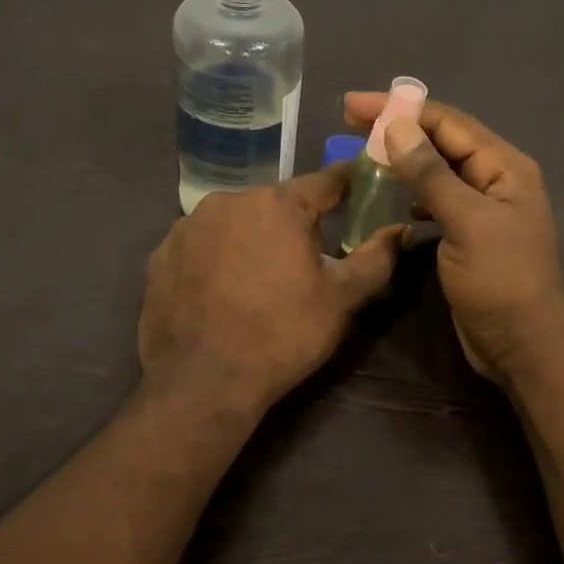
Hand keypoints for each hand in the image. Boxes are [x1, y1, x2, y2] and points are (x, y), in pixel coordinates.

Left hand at [138, 169, 402, 419]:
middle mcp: (230, 200)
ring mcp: (188, 226)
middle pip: (277, 203)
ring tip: (261, 279)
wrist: (201, 383)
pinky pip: (203, 244)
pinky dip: (218, 257)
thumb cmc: (282, 334)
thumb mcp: (342, 299)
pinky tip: (222, 291)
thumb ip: (377, 257)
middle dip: (295, 222)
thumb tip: (401, 229)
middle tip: (308, 258)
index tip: (362, 189)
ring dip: (253, 238)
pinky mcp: (161, 254)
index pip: (326, 180)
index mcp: (278, 204)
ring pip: (237, 221)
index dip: (349, 185)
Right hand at [344, 93, 563, 383]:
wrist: (523, 347)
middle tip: (349, 121)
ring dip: (404, 159)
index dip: (401, 109)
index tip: (353, 107)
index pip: (448, 122)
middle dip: (399, 128)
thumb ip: (431, 174)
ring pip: (438, 168)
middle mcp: (496, 178)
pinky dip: (414, 192)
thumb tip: (397, 126)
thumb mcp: (466, 223)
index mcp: (504, 166)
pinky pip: (438, 198)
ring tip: (364, 154)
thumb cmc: (500, 281)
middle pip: (442, 140)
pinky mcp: (470, 233)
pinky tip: (393, 198)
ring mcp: (484, 206)